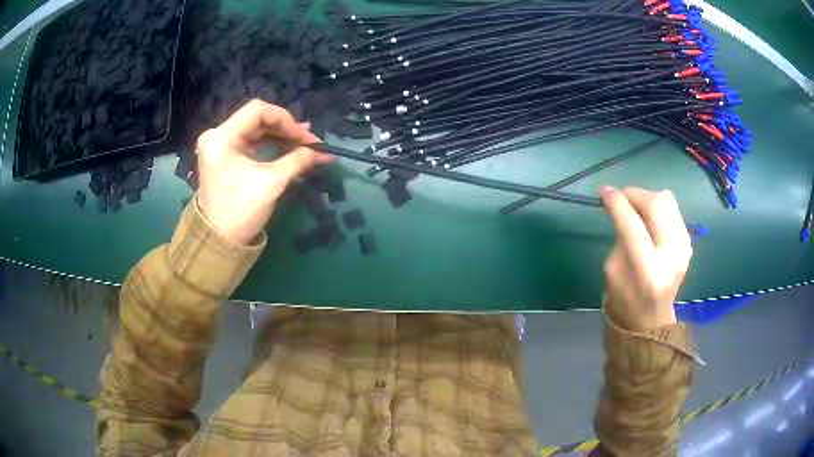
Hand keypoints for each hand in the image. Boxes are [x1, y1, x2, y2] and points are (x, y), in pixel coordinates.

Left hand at [196, 99, 331, 244]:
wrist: (218, 241)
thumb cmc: (241, 210)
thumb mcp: (272, 182)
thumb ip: (298, 160)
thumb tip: (323, 152)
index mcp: (221, 137)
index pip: (258, 110)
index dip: (286, 120)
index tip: (305, 137)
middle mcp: (217, 136)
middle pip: (257, 119)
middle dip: (286, 128)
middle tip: (310, 141)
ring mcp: (220, 146)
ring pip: (255, 130)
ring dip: (280, 136)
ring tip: (305, 144)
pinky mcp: (225, 157)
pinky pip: (251, 142)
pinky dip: (270, 144)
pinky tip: (288, 147)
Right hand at [600, 186, 691, 330]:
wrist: (650, 318)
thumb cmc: (624, 299)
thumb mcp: (612, 270)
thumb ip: (619, 235)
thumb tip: (618, 204)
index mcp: (648, 271)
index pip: (633, 225)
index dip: (617, 203)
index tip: (604, 191)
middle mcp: (672, 255)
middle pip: (657, 204)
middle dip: (635, 194)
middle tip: (621, 198)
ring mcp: (684, 247)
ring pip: (667, 201)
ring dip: (647, 199)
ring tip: (634, 209)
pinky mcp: (688, 242)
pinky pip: (672, 210)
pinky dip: (657, 208)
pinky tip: (648, 220)